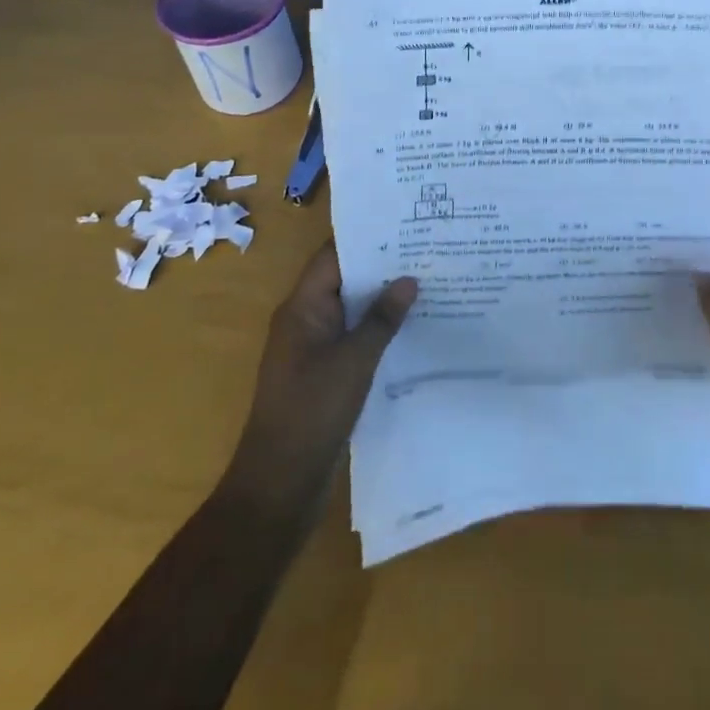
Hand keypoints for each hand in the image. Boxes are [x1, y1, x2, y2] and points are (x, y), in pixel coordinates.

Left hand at [224, 240, 416, 520]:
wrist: (279, 486)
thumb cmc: (311, 412)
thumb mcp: (354, 361)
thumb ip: (382, 318)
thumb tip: (409, 279)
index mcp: (303, 308)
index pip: (334, 255)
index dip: (367, 237)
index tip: (406, 223)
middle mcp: (306, 321)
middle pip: (345, 280)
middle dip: (383, 266)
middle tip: (428, 248)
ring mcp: (315, 349)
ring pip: (353, 310)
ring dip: (384, 299)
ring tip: (430, 281)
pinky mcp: (326, 374)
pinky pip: (355, 338)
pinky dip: (380, 329)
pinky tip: (415, 327)